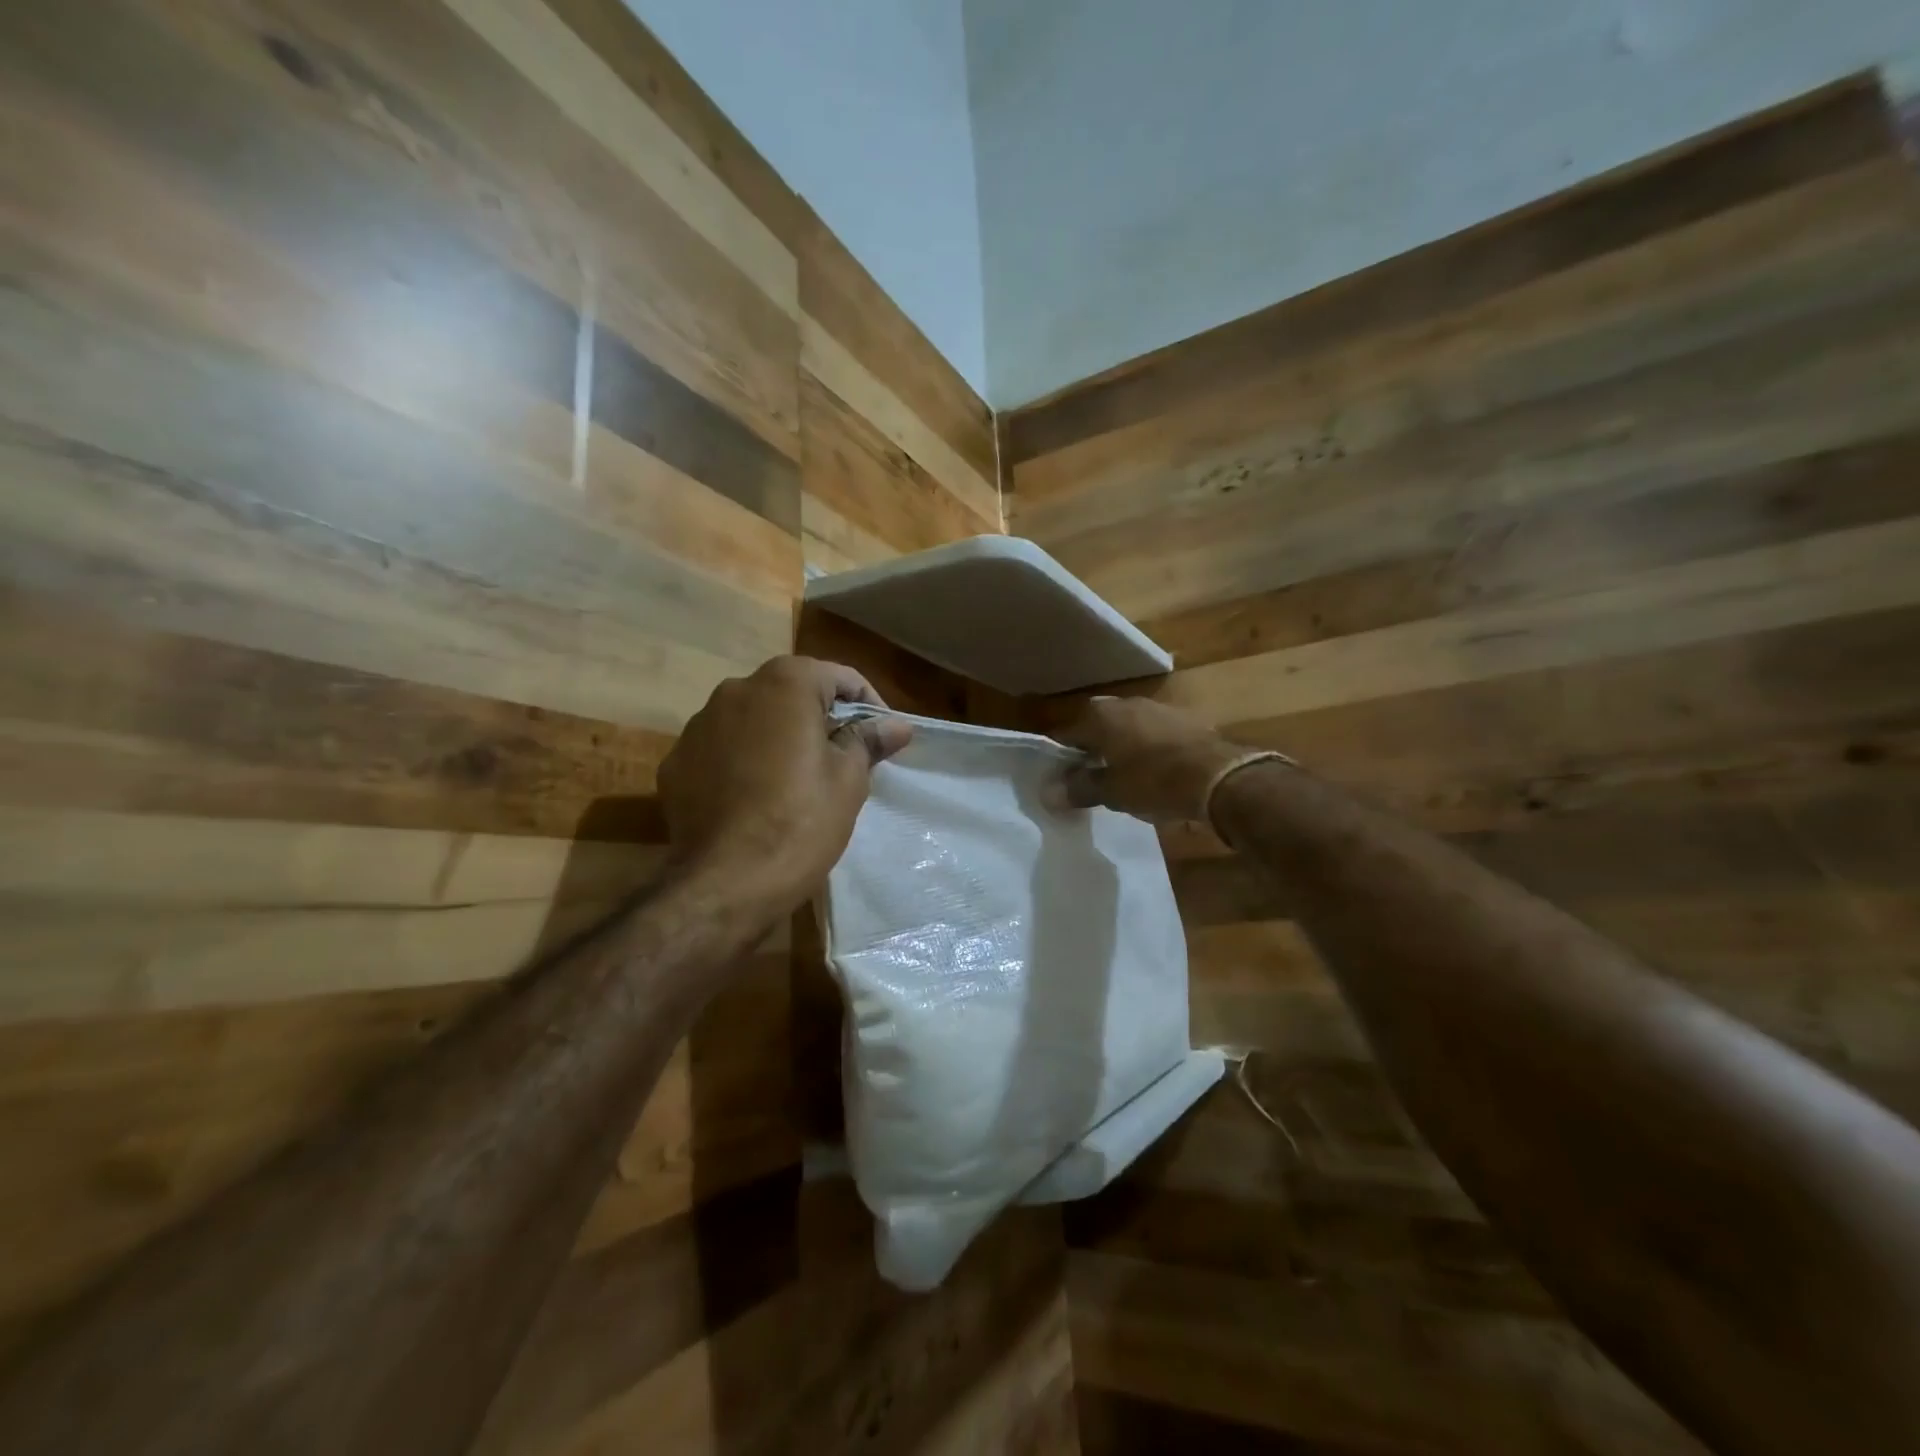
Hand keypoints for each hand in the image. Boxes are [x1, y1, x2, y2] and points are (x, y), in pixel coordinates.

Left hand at [658, 657, 913, 914]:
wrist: (725, 883)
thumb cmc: (801, 821)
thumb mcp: (849, 779)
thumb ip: (868, 740)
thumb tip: (895, 725)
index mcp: (784, 684)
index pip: (839, 677)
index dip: (868, 705)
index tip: (881, 738)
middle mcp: (735, 690)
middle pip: (792, 694)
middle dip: (820, 720)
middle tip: (843, 760)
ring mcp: (697, 726)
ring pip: (753, 721)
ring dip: (778, 739)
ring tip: (796, 782)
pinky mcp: (675, 763)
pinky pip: (721, 751)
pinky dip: (742, 763)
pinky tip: (755, 800)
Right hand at [1053, 696, 1256, 823]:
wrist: (1220, 777)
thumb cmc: (1154, 782)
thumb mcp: (1111, 792)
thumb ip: (1078, 788)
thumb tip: (1048, 793)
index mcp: (1101, 717)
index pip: (1066, 733)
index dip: (1059, 757)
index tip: (1057, 779)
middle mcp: (1127, 704)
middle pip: (1097, 726)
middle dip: (1090, 749)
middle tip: (1088, 777)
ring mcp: (1158, 709)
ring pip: (1127, 727)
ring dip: (1120, 747)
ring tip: (1120, 775)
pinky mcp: (1185, 720)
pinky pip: (1153, 733)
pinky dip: (1146, 748)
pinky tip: (1153, 771)